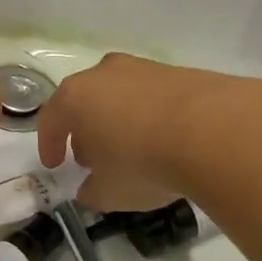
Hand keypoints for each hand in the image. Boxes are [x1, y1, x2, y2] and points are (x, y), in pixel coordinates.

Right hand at [37, 54, 244, 210]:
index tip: (55, 164)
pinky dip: (149, 114)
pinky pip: (150, 95)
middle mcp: (103, 74)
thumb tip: (89, 189)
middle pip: (84, 100)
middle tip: (91, 158)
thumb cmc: (143, 162)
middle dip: (83, 129)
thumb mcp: (110, 192)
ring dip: (117, 119)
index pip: (50, 119)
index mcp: (76, 97)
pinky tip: (163, 139)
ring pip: (118, 94)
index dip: (49, 144)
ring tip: (130, 149)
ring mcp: (141, 68)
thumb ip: (92, 192)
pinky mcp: (176, 71)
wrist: (212, 130)